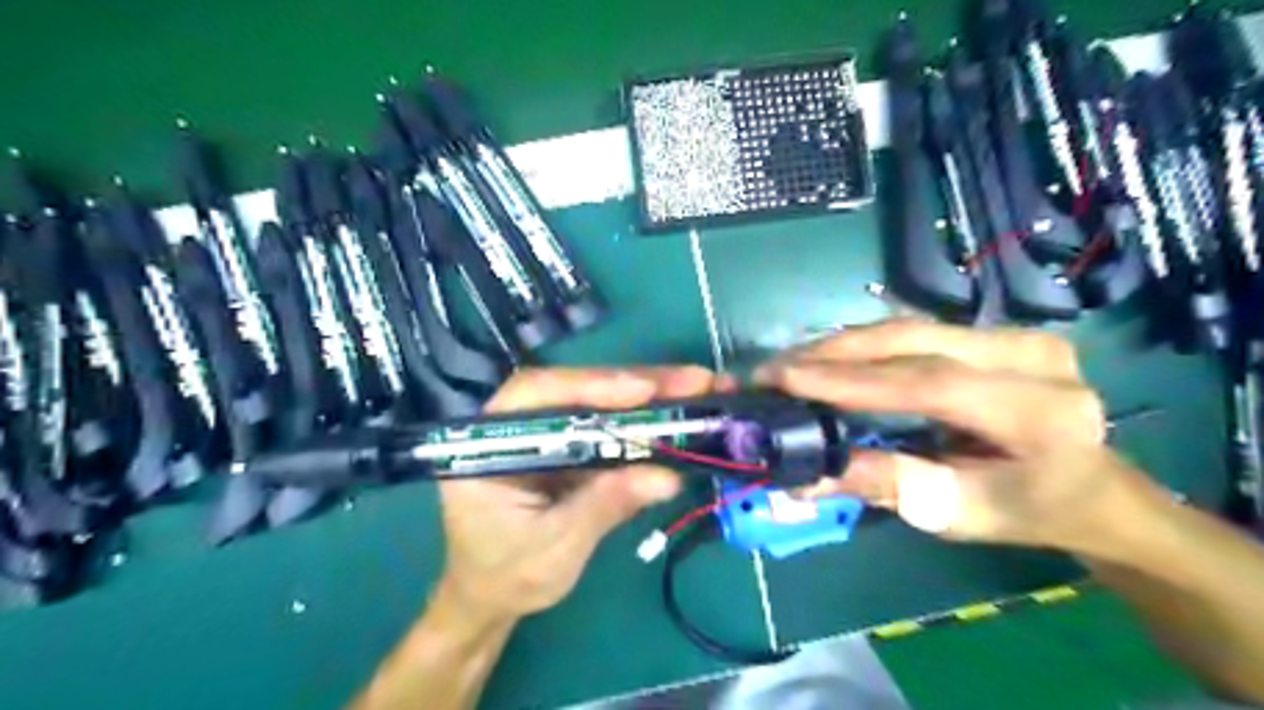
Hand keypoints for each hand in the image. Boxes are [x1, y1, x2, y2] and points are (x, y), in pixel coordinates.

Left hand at [438, 366, 720, 620]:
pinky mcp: (570, 445)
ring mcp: (546, 433)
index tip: (642, 390)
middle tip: (693, 380)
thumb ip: (604, 506)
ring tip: (699, 389)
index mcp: (488, 441)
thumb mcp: (554, 547)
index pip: (537, 395)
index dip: (591, 386)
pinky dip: (645, 422)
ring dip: (649, 395)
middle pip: (577, 389)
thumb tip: (668, 477)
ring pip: (598, 401)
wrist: (491, 597)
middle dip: (636, 383)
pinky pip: (609, 426)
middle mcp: (517, 424)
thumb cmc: (506, 575)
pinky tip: (679, 415)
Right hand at [754, 319, 1157, 557]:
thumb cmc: (1026, 512)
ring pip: (907, 329)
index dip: (851, 381)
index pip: (929, 383)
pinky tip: (827, 358)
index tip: (784, 379)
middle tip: (772, 370)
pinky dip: (863, 346)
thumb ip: (887, 485)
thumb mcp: (958, 513)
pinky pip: (914, 332)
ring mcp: (1015, 335)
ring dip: (841, 346)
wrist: (1090, 490)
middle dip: (833, 354)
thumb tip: (805, 476)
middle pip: (912, 341)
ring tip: (789, 364)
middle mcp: (1033, 356)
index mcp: (1041, 411)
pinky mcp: (994, 332)